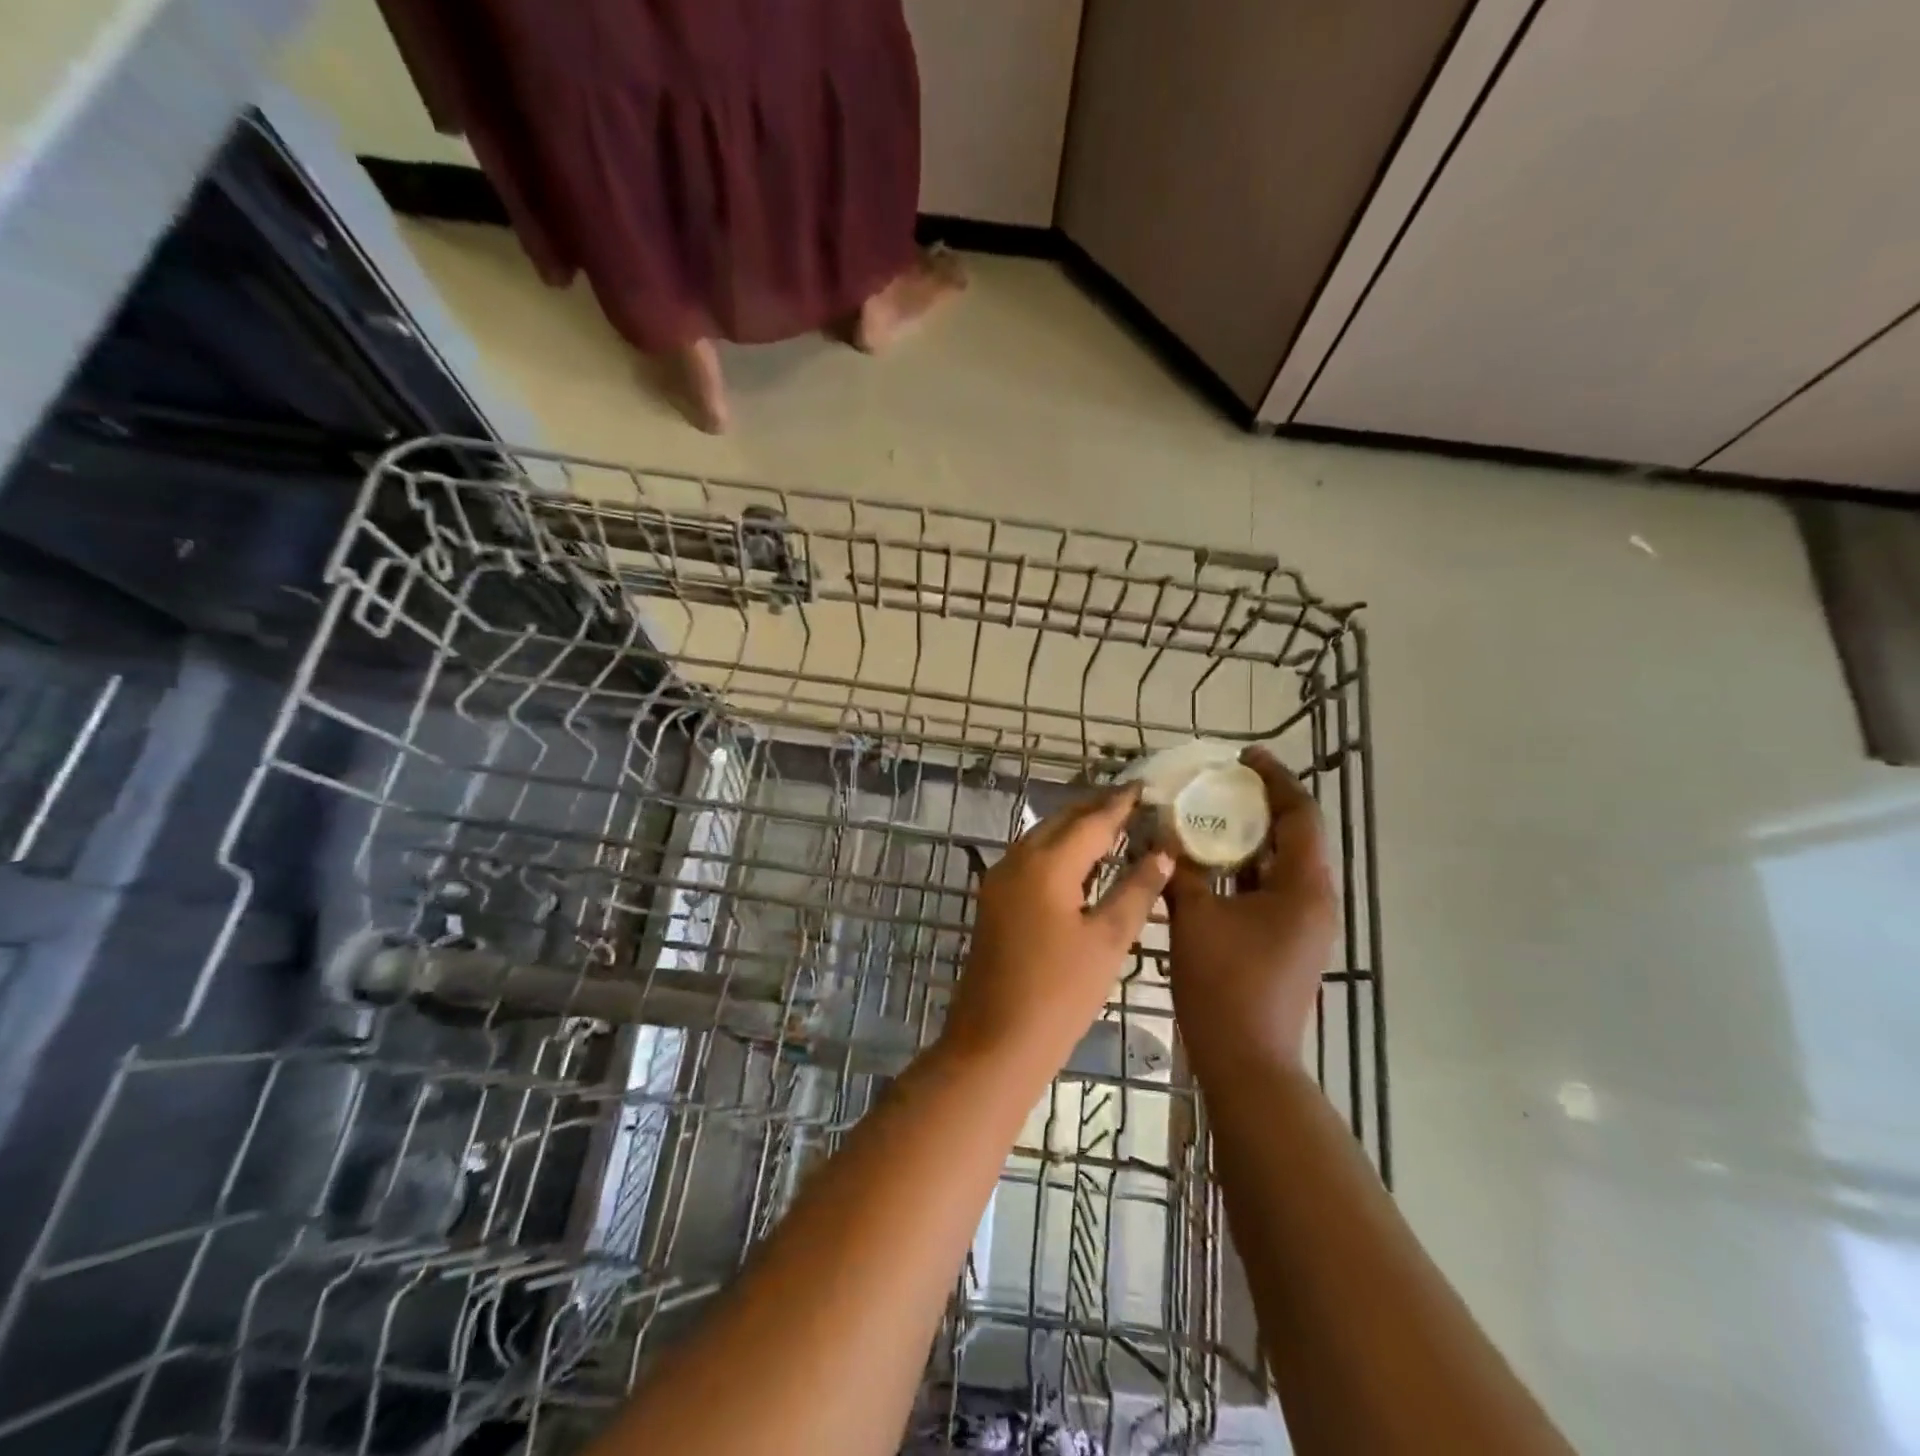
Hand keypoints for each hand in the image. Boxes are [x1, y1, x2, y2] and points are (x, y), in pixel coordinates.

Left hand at [943, 786, 1174, 1077]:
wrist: (995, 1042)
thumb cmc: (1059, 994)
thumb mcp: (1107, 942)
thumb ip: (1135, 891)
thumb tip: (1162, 853)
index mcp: (1046, 864)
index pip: (1091, 822)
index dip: (1119, 804)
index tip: (1143, 786)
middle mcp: (1017, 861)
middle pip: (1061, 822)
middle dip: (1095, 809)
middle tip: (1132, 803)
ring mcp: (999, 881)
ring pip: (1041, 838)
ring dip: (1074, 829)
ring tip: (1112, 827)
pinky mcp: (994, 901)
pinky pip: (1029, 860)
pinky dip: (1057, 851)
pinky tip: (1079, 864)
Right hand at [1165, 748, 1336, 1066]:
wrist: (1247, 1061)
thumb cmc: (1225, 983)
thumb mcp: (1195, 917)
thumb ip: (1180, 869)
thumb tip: (1163, 830)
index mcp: (1304, 886)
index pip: (1300, 814)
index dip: (1274, 779)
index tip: (1244, 756)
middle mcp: (1313, 900)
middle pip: (1293, 837)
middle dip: (1257, 807)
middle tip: (1217, 784)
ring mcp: (1302, 925)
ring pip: (1278, 866)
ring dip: (1246, 840)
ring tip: (1206, 817)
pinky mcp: (1286, 943)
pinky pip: (1267, 891)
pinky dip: (1241, 872)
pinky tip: (1205, 866)